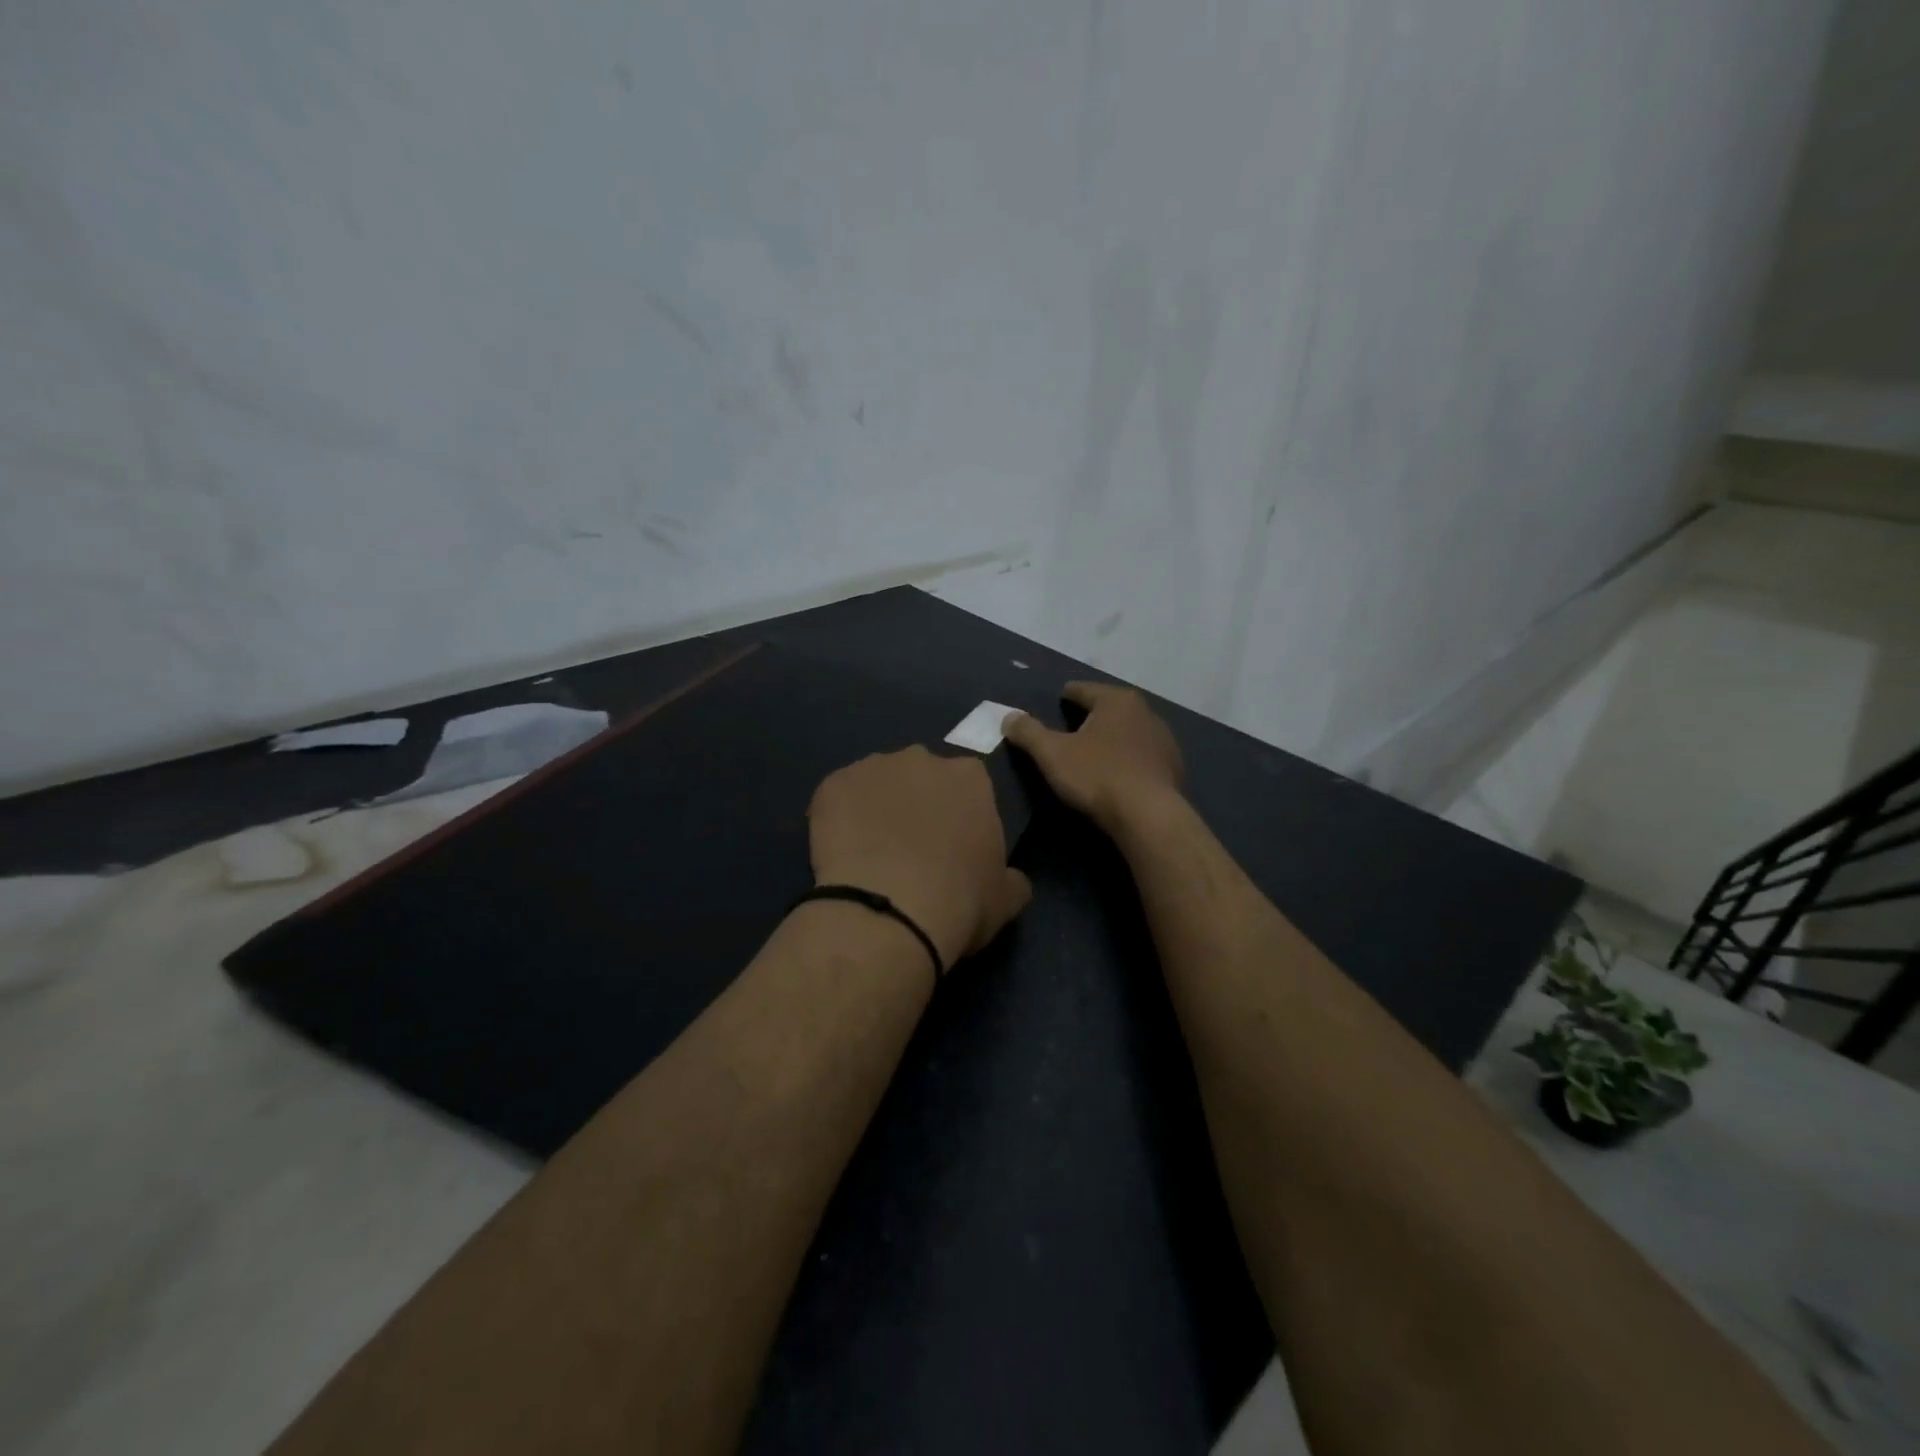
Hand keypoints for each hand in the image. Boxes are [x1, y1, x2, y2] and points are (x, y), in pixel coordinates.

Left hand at [807, 746, 1032, 969]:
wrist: (889, 914)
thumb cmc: (960, 902)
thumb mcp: (1006, 898)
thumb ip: (1011, 876)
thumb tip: (1009, 878)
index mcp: (970, 777)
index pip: (967, 786)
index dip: (958, 815)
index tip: (952, 846)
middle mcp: (922, 758)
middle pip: (920, 777)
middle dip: (916, 804)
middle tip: (910, 849)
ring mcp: (873, 767)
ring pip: (876, 783)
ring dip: (876, 807)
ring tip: (870, 854)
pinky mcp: (833, 785)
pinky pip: (837, 797)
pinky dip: (837, 818)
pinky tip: (840, 853)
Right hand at [1003, 683, 1183, 832]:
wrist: (1148, 816)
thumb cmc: (1097, 776)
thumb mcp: (1052, 754)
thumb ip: (1028, 732)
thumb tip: (1009, 717)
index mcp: (1116, 700)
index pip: (1082, 689)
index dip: (1064, 697)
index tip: (1054, 705)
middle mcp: (1145, 711)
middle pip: (1107, 708)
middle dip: (1089, 717)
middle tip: (1068, 731)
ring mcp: (1163, 739)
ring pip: (1127, 731)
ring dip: (1111, 738)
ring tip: (1092, 753)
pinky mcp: (1172, 766)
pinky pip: (1142, 755)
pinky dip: (1127, 758)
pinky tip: (1117, 774)